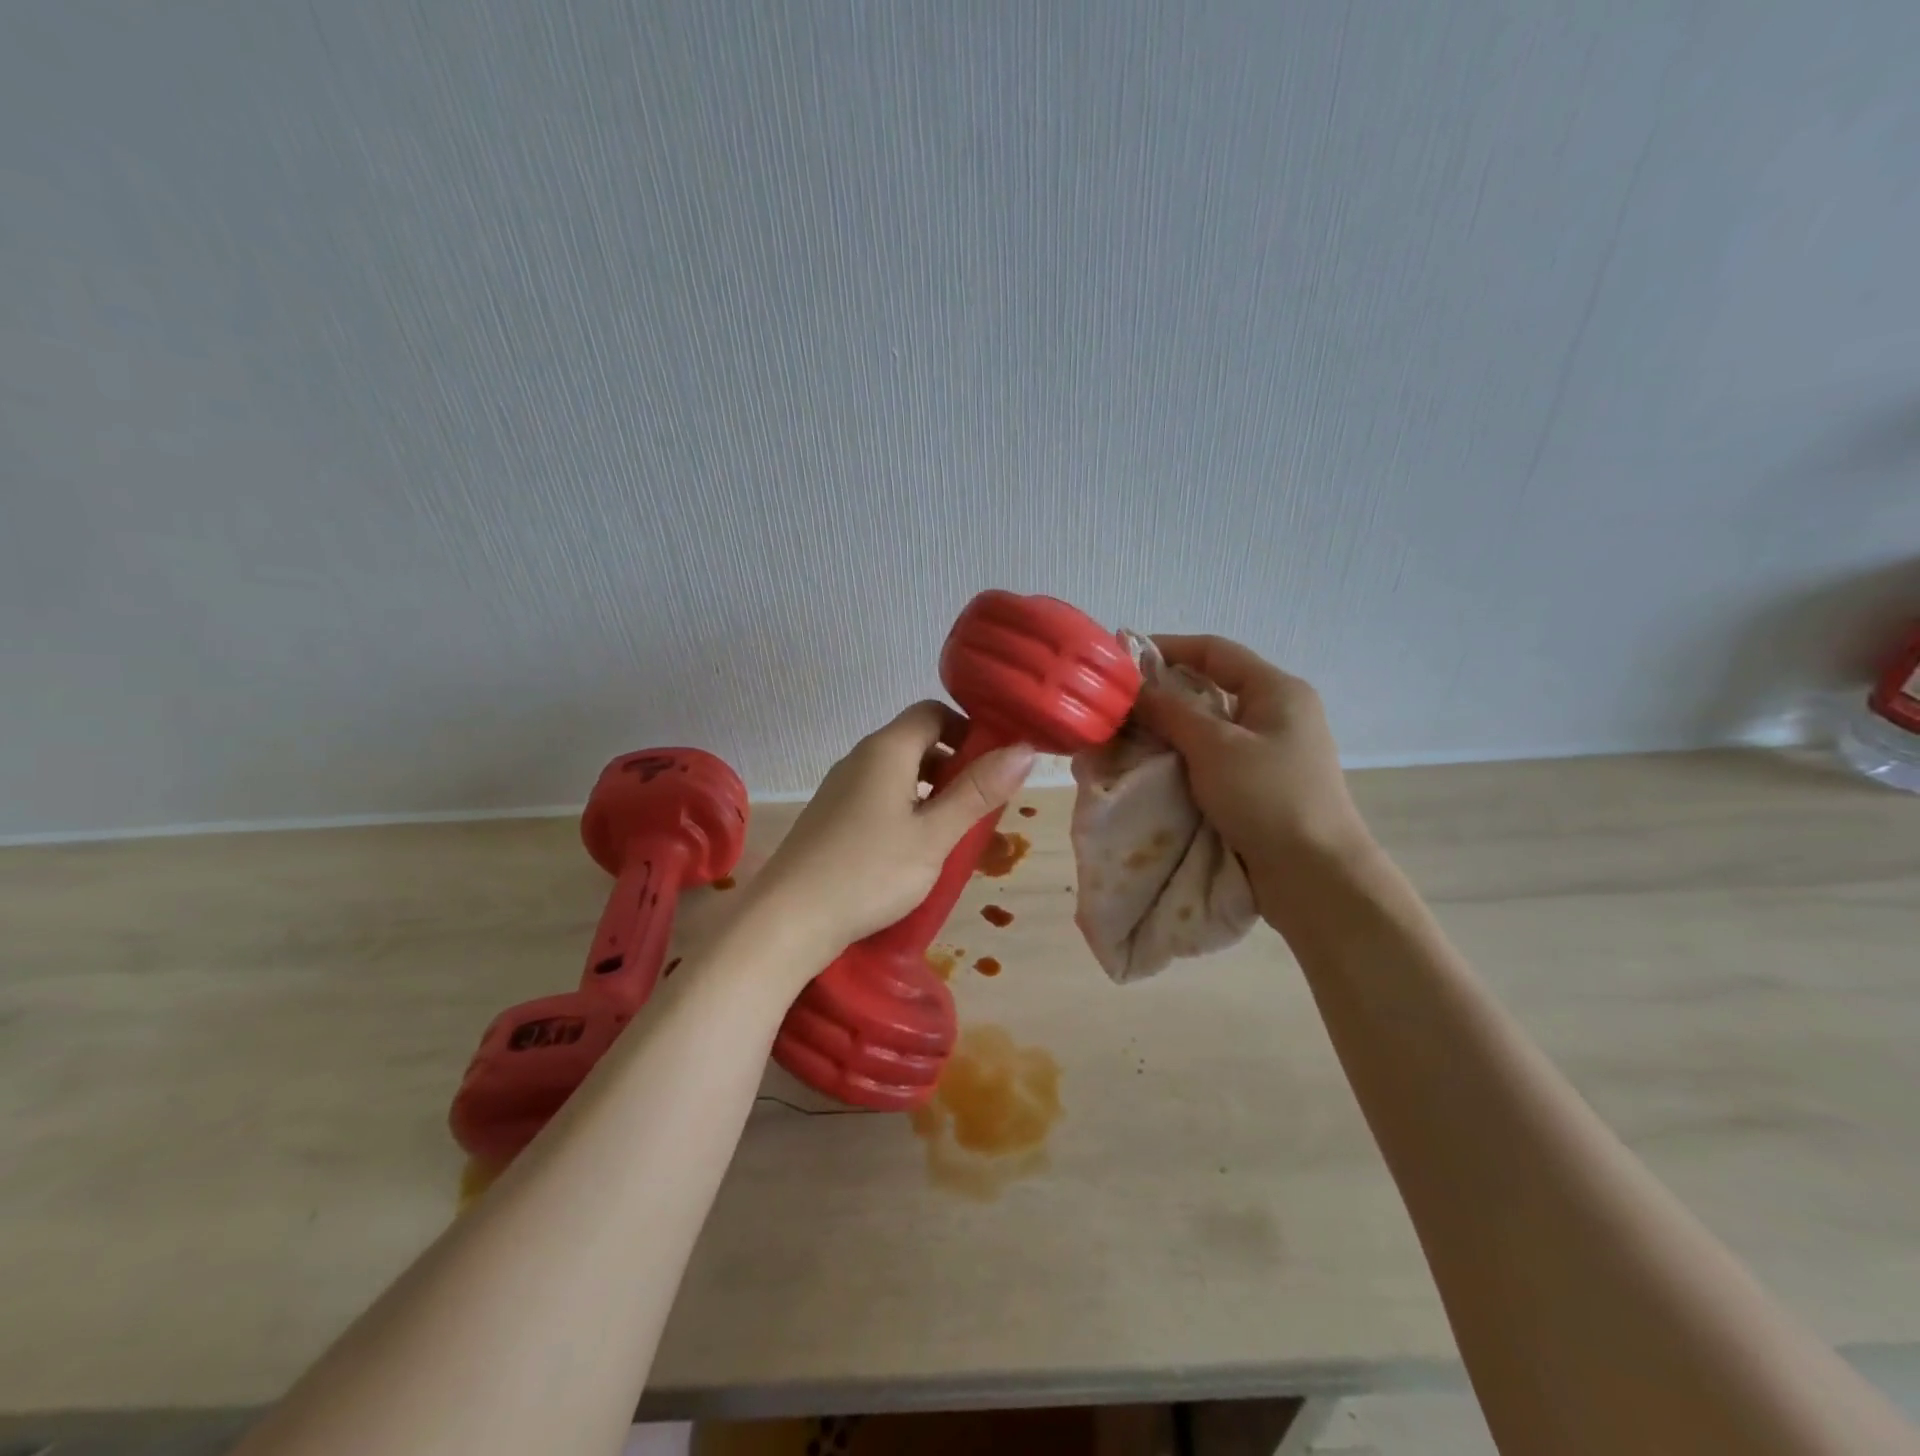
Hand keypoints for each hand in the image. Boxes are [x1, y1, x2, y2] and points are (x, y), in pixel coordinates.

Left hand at [746, 702, 1034, 975]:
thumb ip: (978, 791)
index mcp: (886, 750)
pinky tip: (915, 850)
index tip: (995, 764)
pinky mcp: (831, 817)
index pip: (933, 712)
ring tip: (955, 832)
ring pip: (898, 773)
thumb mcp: (934, 835)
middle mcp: (860, 758)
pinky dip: (906, 809)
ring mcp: (840, 788)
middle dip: (954, 765)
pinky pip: (879, 797)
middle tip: (982, 804)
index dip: (968, 729)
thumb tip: (1025, 748)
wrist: (788, 919)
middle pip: (916, 742)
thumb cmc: (869, 872)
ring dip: (932, 791)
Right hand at [1132, 635, 1374, 926]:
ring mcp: (1273, 750)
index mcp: (1278, 690)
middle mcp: (1279, 713)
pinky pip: (1217, 756)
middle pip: (1213, 687)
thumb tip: (1135, 688)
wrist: (1315, 875)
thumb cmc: (1268, 798)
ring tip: (1130, 734)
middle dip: (1165, 691)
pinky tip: (1157, 767)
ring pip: (1212, 725)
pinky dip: (1186, 756)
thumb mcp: (1214, 748)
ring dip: (1173, 727)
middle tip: (1120, 703)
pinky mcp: (1263, 784)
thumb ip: (1172, 712)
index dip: (1168, 648)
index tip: (1123, 658)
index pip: (1215, 651)